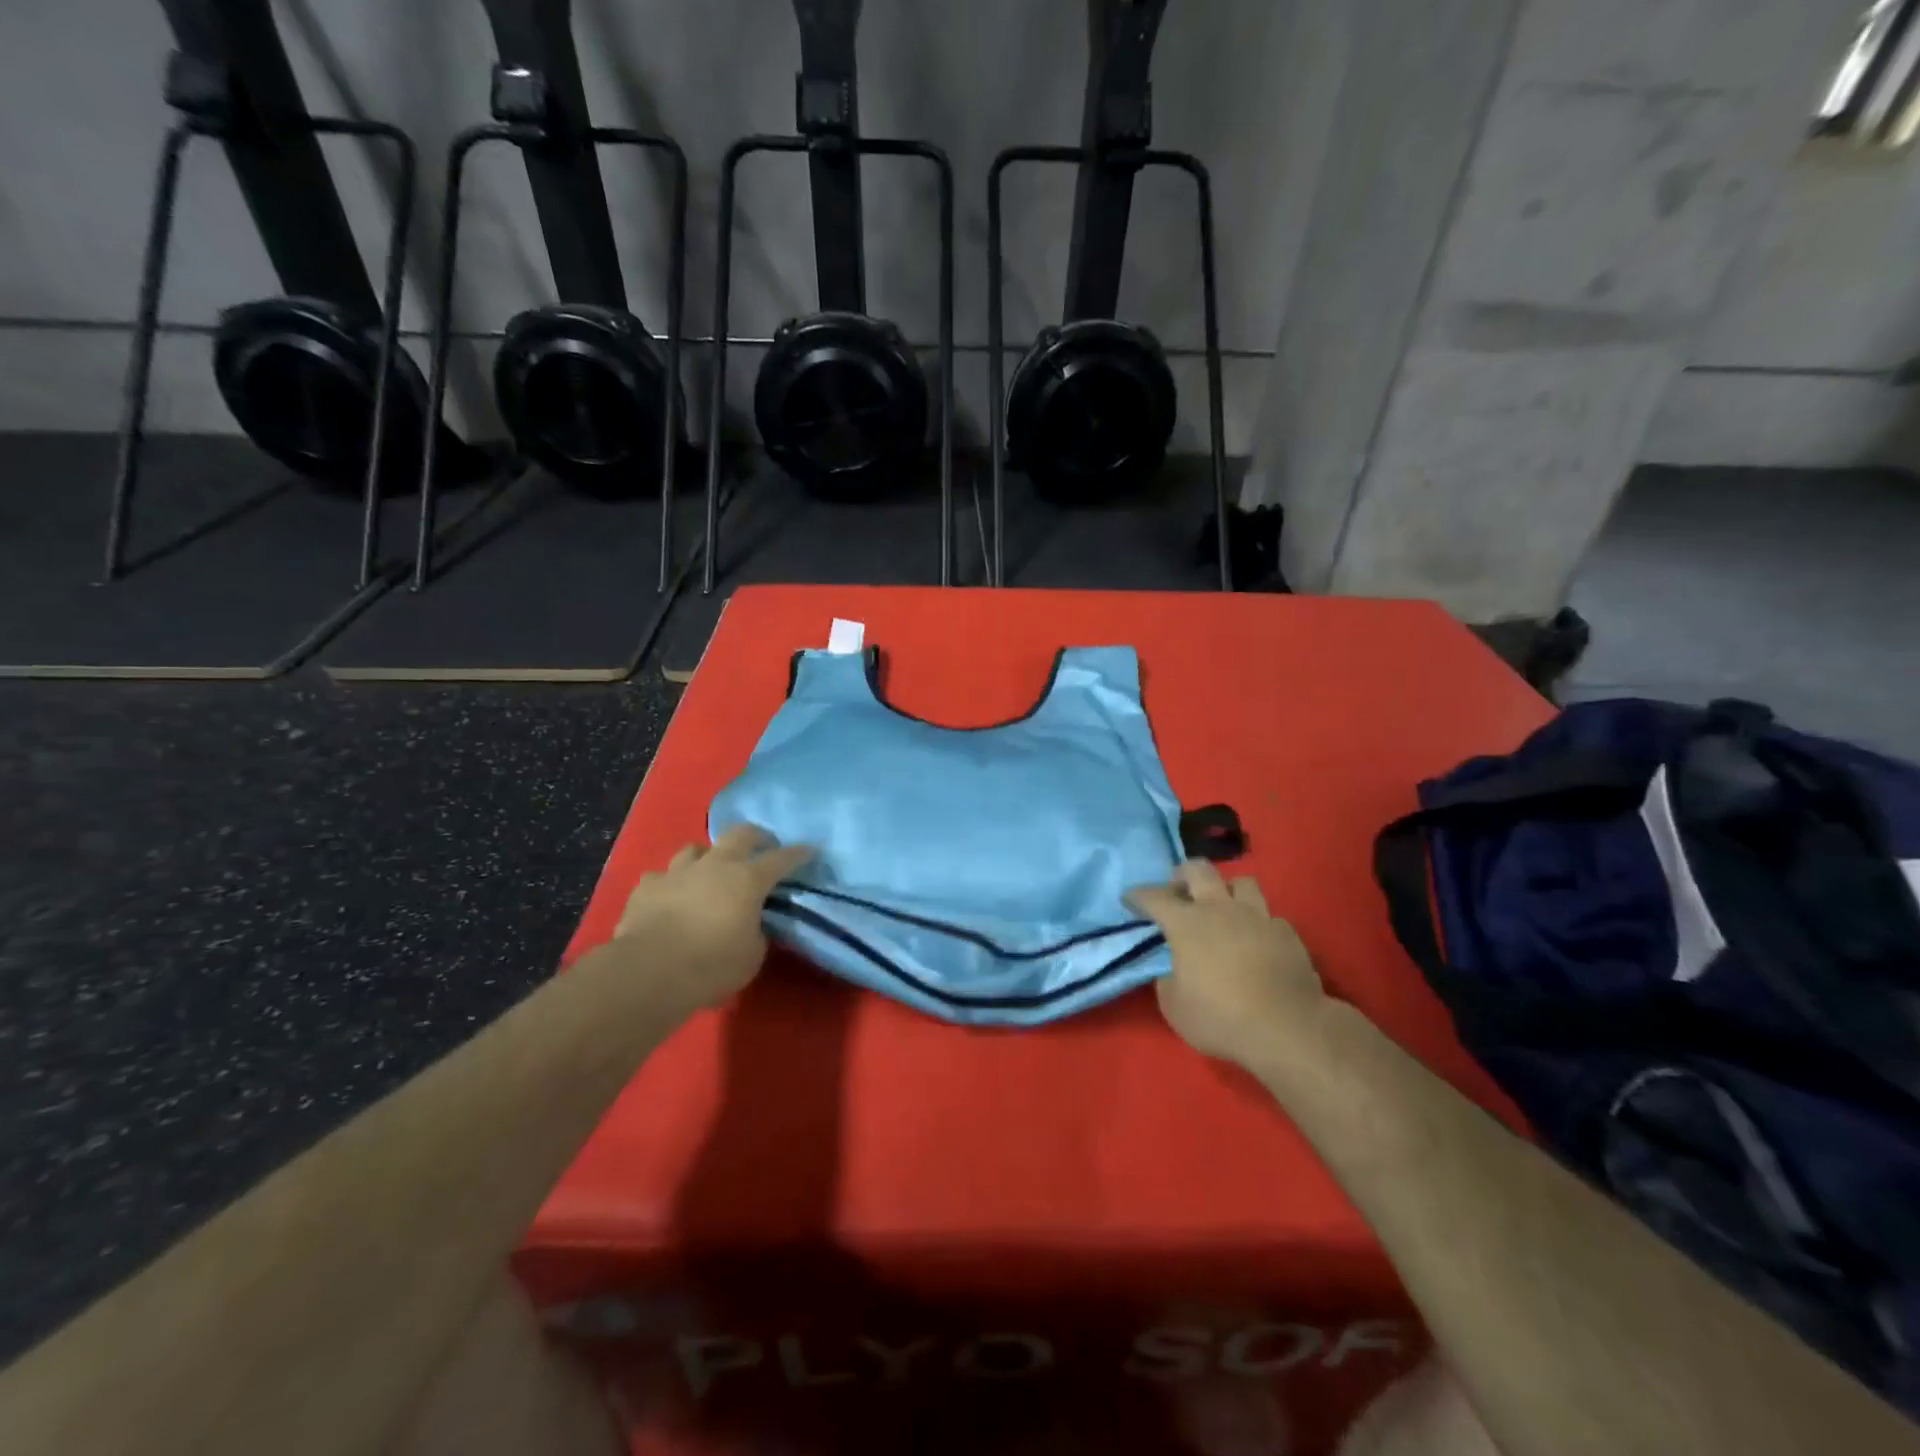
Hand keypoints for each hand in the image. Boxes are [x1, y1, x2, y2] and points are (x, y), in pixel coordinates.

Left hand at [611, 825, 811, 1013]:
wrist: (649, 972)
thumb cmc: (711, 965)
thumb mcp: (752, 956)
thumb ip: (756, 932)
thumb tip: (751, 925)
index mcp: (748, 880)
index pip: (782, 859)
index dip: (799, 854)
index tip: (811, 850)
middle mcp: (715, 866)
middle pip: (741, 834)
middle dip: (757, 837)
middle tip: (763, 847)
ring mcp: (677, 872)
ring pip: (696, 849)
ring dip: (708, 857)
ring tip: (711, 871)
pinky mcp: (646, 888)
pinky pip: (661, 876)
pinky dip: (670, 883)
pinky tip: (671, 895)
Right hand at [1128, 861, 1326, 1071]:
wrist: (1288, 1028)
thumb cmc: (1221, 1018)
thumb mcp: (1175, 1008)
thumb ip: (1167, 982)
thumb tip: (1172, 972)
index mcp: (1187, 923)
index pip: (1154, 897)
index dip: (1138, 896)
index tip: (1129, 899)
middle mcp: (1220, 909)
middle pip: (1199, 870)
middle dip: (1182, 874)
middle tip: (1177, 888)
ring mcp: (1258, 917)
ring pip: (1242, 882)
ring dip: (1226, 889)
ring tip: (1222, 906)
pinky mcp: (1287, 933)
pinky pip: (1268, 916)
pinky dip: (1258, 923)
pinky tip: (1256, 939)